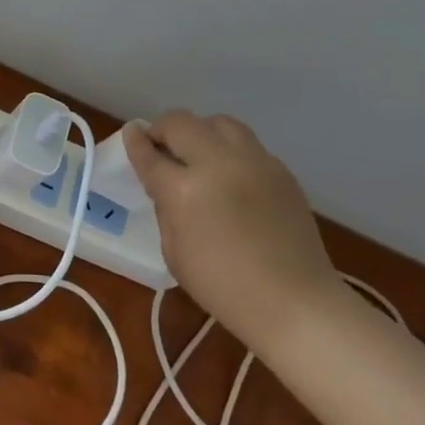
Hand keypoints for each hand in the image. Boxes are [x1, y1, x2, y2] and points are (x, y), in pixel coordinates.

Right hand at [123, 111, 343, 339]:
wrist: (294, 301)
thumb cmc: (222, 286)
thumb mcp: (174, 251)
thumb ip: (166, 208)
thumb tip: (165, 183)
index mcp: (184, 189)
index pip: (150, 154)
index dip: (135, 141)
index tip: (130, 133)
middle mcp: (218, 164)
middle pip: (182, 122)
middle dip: (164, 129)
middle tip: (160, 146)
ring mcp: (254, 162)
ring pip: (219, 122)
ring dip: (200, 131)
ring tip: (198, 153)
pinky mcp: (281, 169)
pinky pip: (247, 144)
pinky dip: (230, 150)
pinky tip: (230, 175)